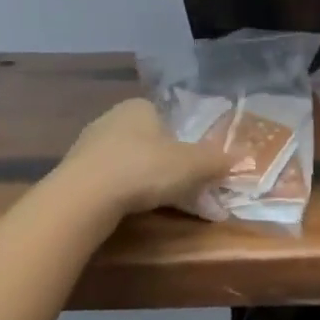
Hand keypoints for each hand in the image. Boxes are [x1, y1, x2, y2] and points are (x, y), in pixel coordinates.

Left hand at [58, 98, 235, 220]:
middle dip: (168, 167)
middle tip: (183, 192)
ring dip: (145, 182)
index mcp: (140, 107)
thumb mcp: (192, 165)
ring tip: (158, 207)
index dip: (184, 144)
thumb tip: (244, 156)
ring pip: (130, 163)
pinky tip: (130, 212)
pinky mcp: (74, 173)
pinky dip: (123, 194)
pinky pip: (109, 181)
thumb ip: (217, 161)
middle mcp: (112, 118)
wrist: (83, 198)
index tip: (193, 169)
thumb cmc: (144, 168)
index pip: (168, 119)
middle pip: (150, 143)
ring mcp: (89, 146)